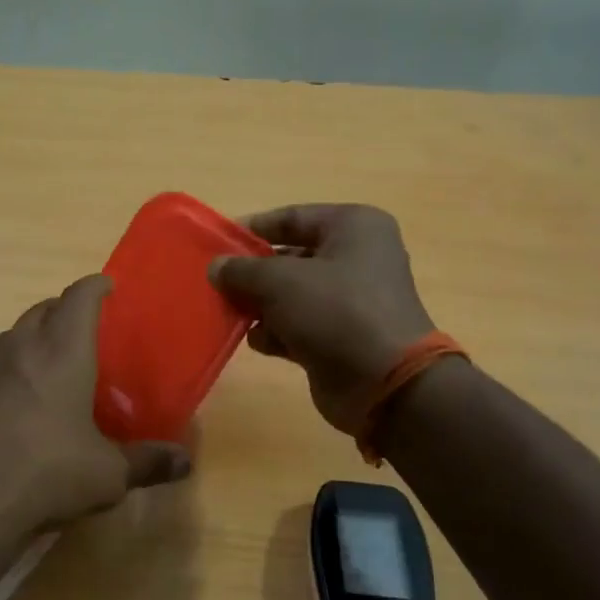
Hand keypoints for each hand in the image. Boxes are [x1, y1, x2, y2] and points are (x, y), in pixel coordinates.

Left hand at [0, 276, 191, 569]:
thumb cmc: (45, 480)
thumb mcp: (107, 476)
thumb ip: (148, 463)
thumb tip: (185, 461)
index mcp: (64, 354)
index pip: (81, 299)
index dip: (95, 287)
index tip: (106, 286)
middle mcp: (21, 345)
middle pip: (45, 311)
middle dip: (64, 312)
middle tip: (80, 329)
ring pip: (9, 330)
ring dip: (29, 332)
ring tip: (40, 343)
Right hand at [209, 204, 435, 434]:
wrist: (384, 382)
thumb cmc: (335, 312)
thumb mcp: (279, 282)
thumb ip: (242, 270)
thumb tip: (216, 267)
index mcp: (354, 227)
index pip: (293, 217)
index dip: (253, 229)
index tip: (217, 244)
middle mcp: (357, 257)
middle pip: (290, 257)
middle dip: (253, 273)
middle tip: (217, 284)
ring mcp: (351, 300)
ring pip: (292, 294)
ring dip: (261, 305)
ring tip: (230, 314)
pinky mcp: (342, 336)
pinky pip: (299, 325)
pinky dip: (277, 332)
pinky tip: (257, 341)